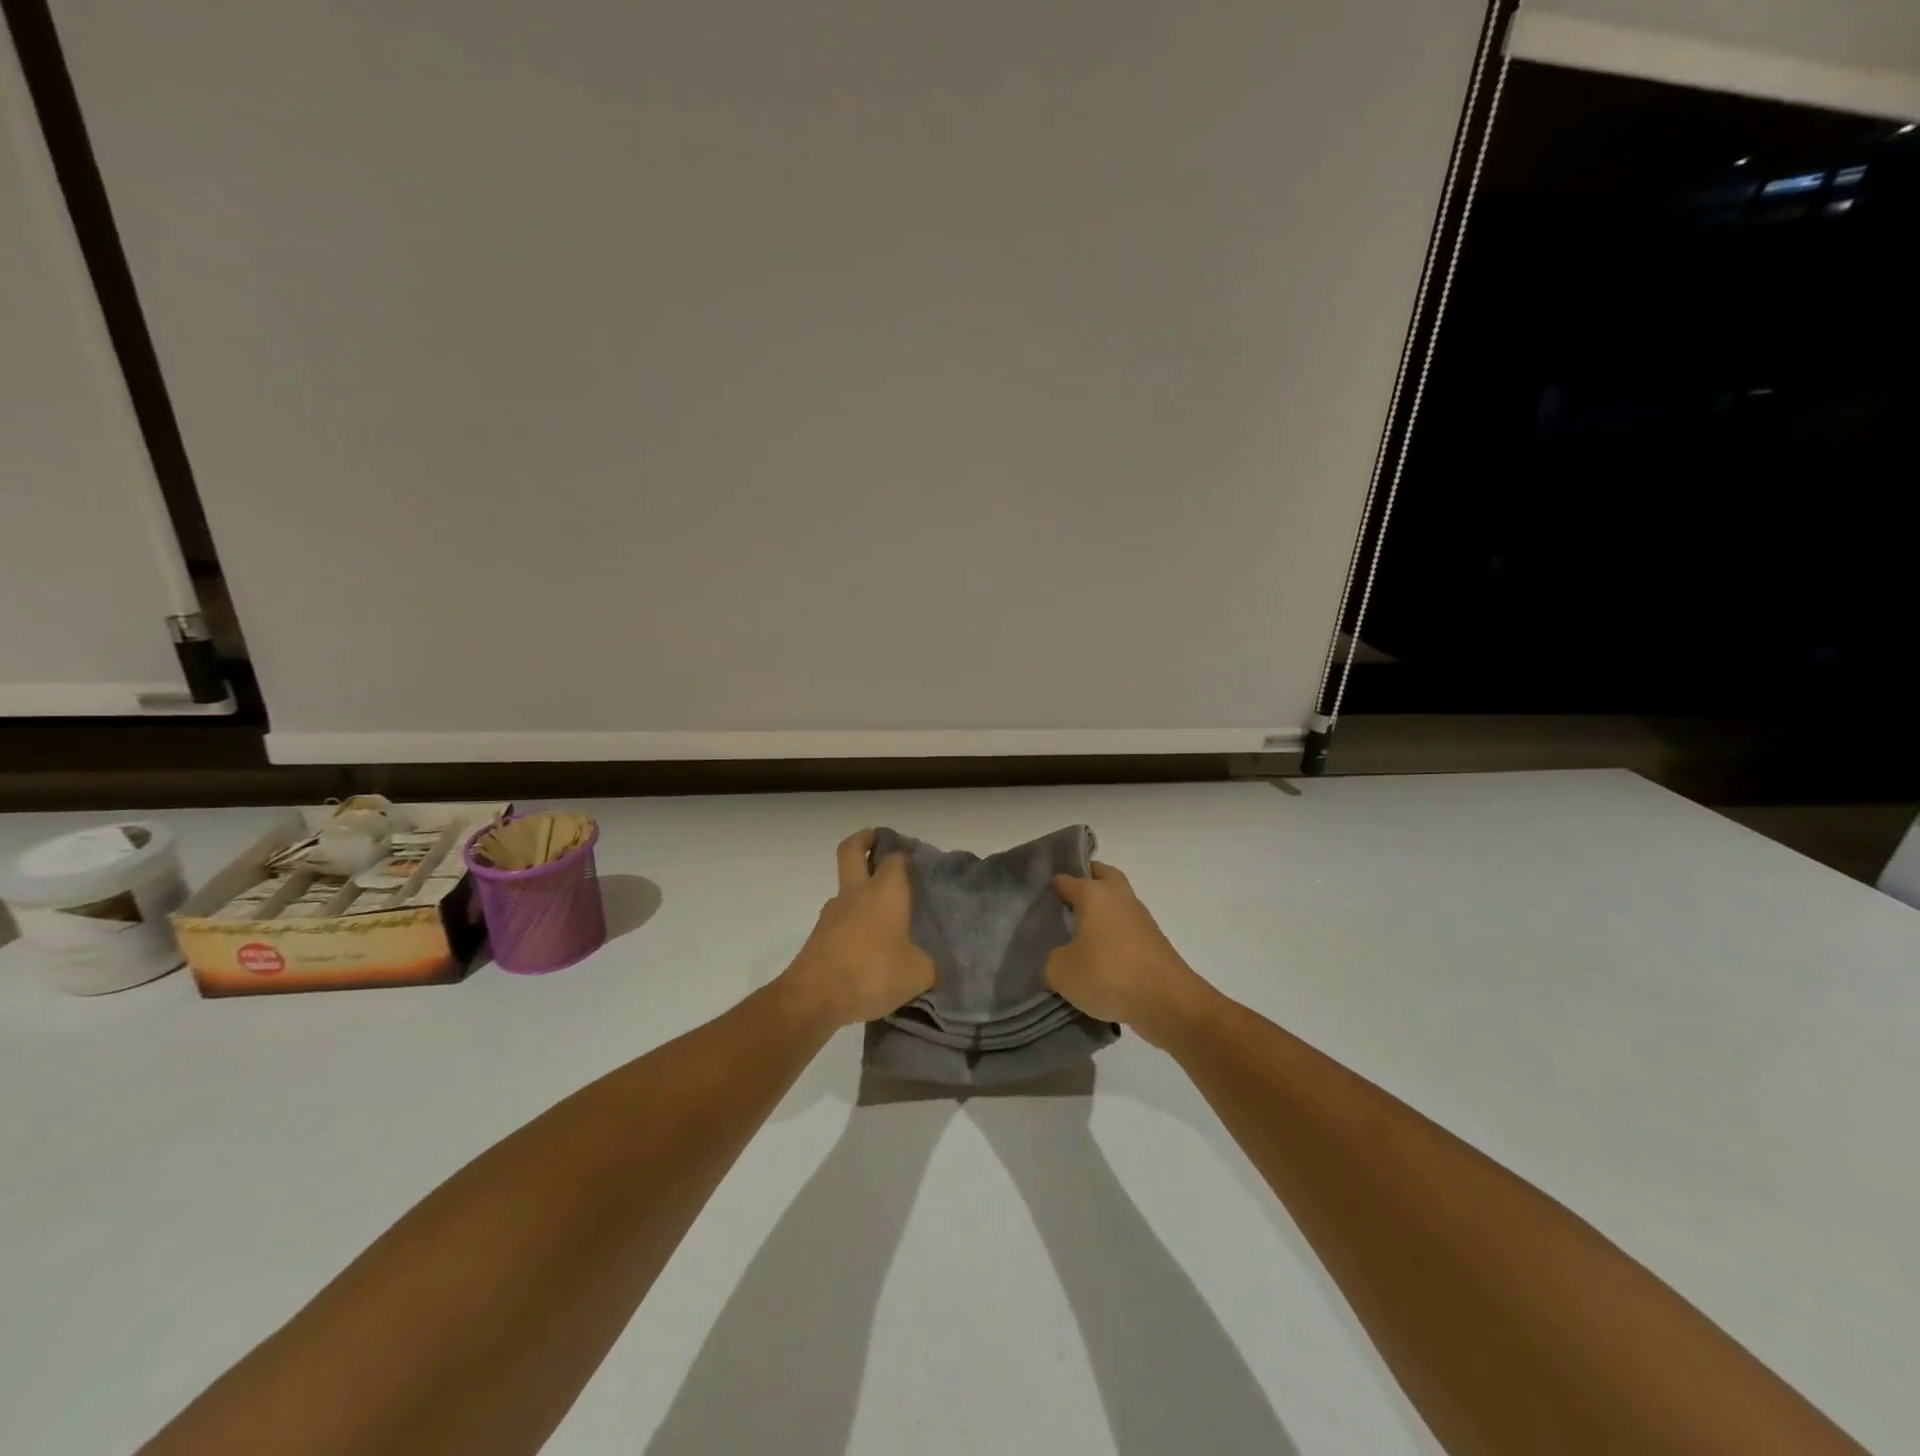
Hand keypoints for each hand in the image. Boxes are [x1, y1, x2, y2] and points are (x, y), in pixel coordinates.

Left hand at [782, 830, 935, 1026]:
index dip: (904, 853)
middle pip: (852, 849)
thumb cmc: (872, 972)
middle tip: (878, 842)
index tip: (914, 858)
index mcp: (886, 891)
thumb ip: (929, 965)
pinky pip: (839, 920)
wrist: (814, 996)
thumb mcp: (918, 974)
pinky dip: (852, 922)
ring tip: (883, 916)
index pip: (895, 858)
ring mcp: (832, 913)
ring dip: (859, 889)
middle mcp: (857, 893)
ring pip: (845, 888)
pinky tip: (866, 948)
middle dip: (865, 839)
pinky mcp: (818, 936)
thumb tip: (931, 966)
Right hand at [1047, 862, 1209, 1045]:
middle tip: (1068, 898)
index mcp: (1094, 894)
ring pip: (1118, 903)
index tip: (1040, 896)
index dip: (1053, 885)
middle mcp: (1119, 897)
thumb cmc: (1107, 973)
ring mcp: (1141, 919)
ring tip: (1081, 932)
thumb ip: (1052, 960)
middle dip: (1088, 880)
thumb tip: (1060, 958)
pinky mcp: (1155, 943)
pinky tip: (1101, 956)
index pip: (1068, 880)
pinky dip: (1115, 935)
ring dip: (1104, 911)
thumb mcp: (1061, 971)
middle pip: (1103, 876)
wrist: (1167, 1000)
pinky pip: (1128, 929)